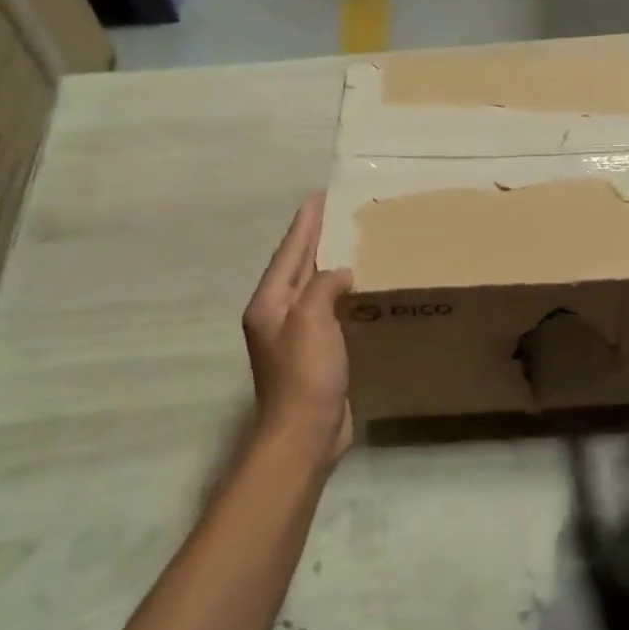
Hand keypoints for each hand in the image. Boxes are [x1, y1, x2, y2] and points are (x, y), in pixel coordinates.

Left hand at [243, 194, 354, 464]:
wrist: (305, 433)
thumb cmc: (305, 372)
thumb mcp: (311, 319)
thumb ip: (323, 286)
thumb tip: (341, 274)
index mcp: (269, 303)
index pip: (289, 252)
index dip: (305, 224)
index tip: (319, 196)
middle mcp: (277, 315)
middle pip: (298, 267)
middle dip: (315, 239)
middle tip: (338, 213)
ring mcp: (295, 336)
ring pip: (313, 288)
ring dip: (329, 265)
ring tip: (351, 243)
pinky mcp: (315, 353)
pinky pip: (328, 311)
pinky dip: (341, 294)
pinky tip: (358, 289)